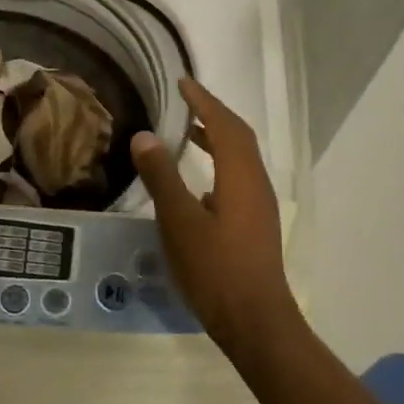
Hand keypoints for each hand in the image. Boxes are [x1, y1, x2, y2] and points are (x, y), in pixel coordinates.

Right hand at [130, 77, 300, 355]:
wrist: (255, 320)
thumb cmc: (215, 269)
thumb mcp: (180, 221)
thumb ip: (162, 177)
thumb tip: (145, 136)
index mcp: (240, 176)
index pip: (224, 124)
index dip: (204, 101)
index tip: (183, 82)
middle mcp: (255, 184)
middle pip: (237, 137)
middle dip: (212, 115)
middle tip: (184, 102)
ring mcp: (259, 206)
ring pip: (239, 160)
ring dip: (216, 140)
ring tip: (187, 134)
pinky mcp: (255, 225)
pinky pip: (237, 180)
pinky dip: (218, 166)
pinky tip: (198, 185)